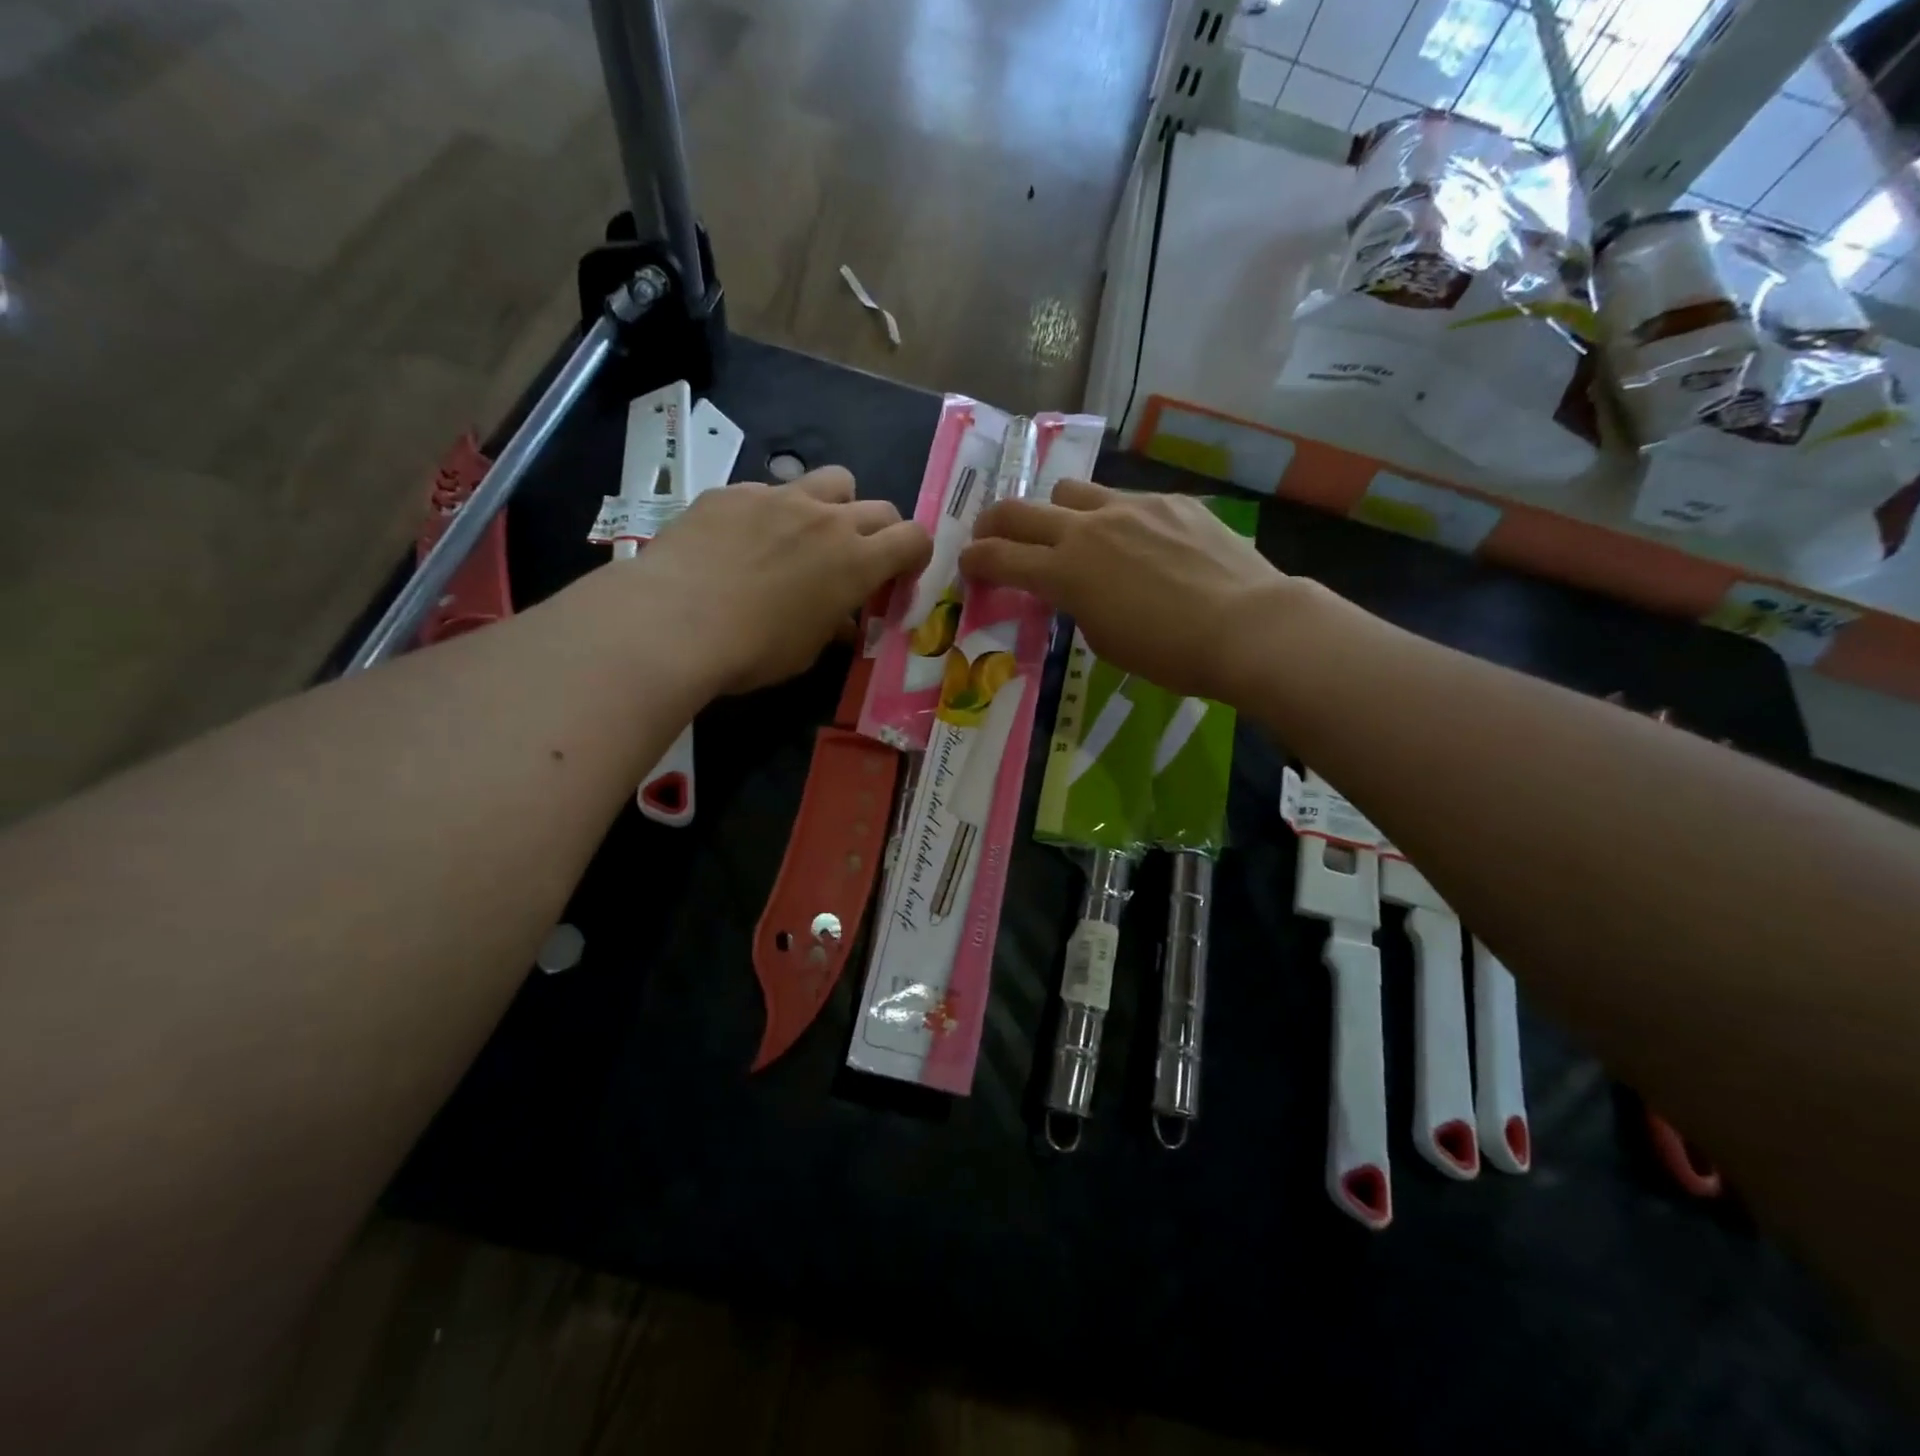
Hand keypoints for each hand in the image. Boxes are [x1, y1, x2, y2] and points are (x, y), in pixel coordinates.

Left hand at [637, 467, 931, 693]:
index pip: (914, 538)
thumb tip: (840, 620)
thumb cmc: (753, 650)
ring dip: (833, 505)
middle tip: (856, 561)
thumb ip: (832, 625)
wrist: (674, 621)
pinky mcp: (734, 492)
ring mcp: (778, 496)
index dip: (916, 555)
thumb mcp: (806, 650)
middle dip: (879, 533)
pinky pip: (768, 491)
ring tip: (806, 535)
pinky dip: (771, 513)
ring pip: (830, 480)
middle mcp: (826, 518)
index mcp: (856, 561)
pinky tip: (741, 542)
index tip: (900, 576)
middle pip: (878, 507)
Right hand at [960, 480, 1293, 700]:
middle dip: (995, 522)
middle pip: (1020, 509)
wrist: (1246, 625)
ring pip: (1071, 491)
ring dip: (1056, 511)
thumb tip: (1076, 588)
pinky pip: (1125, 500)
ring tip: (1071, 532)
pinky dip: (1114, 518)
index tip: (967, 564)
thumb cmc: (1169, 653)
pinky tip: (1140, 542)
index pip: (999, 556)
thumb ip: (1077, 604)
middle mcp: (1088, 528)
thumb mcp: (1104, 639)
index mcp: (1065, 571)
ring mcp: (1130, 506)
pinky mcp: (1170, 501)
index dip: (974, 559)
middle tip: (991, 534)